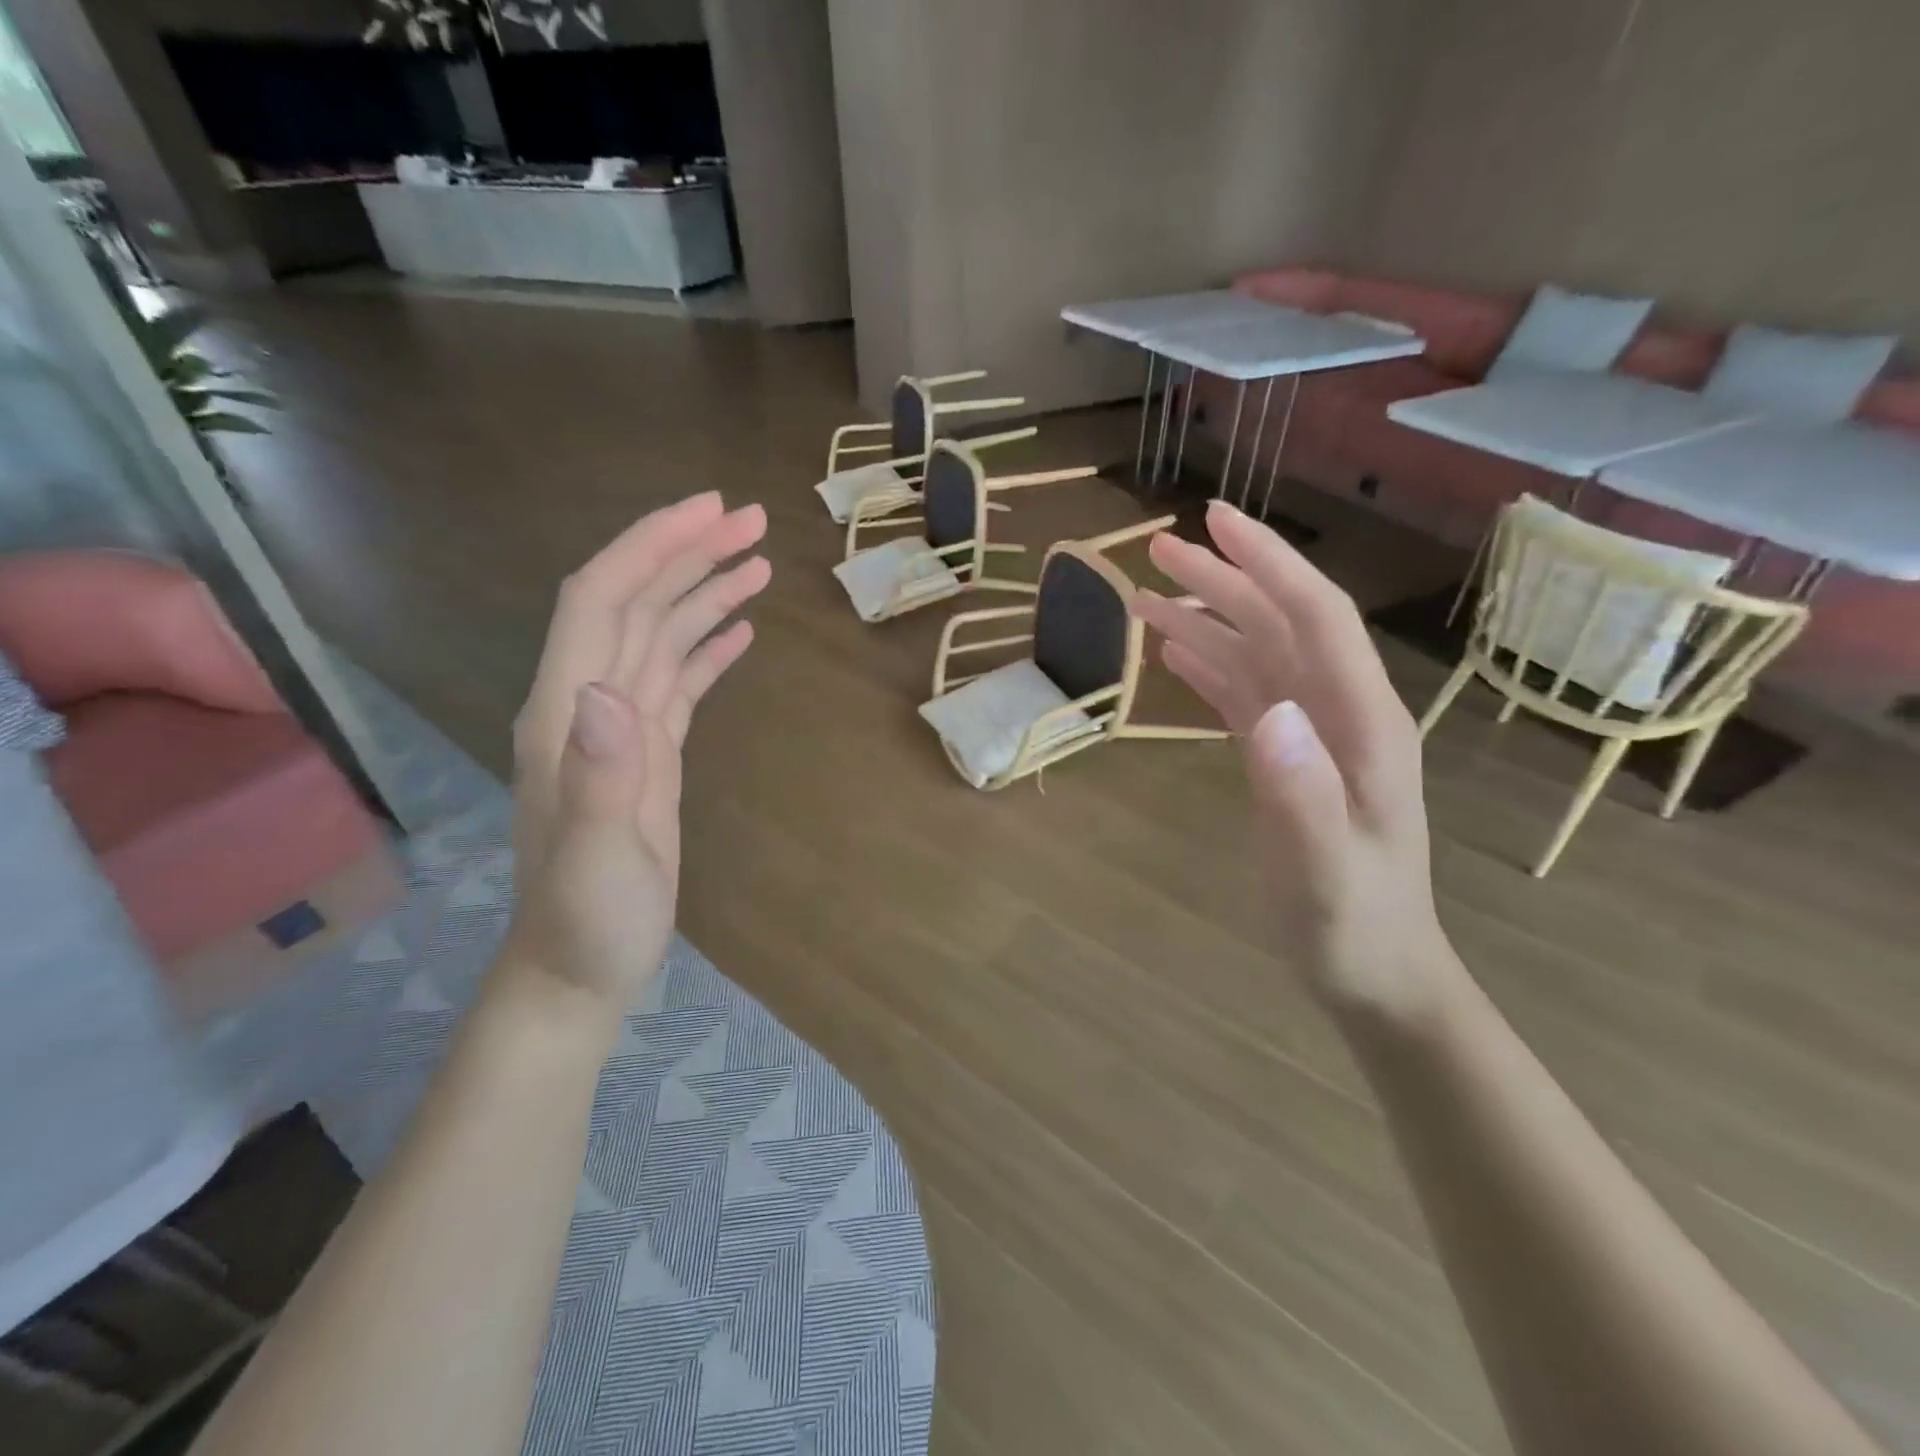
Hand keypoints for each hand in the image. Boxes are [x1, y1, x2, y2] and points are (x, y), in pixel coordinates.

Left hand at [506, 492, 769, 1013]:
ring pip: (660, 637)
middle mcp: (588, 705)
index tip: (711, 511)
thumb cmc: (588, 922)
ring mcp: (619, 729)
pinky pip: (677, 681)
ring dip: (704, 594)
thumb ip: (598, 778)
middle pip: (635, 603)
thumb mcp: (596, 861)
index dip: (651, 547)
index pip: (601, 600)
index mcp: (568, 714)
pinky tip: (738, 631)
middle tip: (755, 521)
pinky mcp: (648, 753)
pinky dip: (706, 648)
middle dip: (689, 554)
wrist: (580, 969)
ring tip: (758, 563)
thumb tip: (610, 694)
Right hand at [1132, 500, 1451, 1019]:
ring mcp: (1313, 735)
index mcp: (1361, 722)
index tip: (1213, 521)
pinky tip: (1173, 656)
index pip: (1316, 617)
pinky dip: (1208, 668)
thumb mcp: (1327, 871)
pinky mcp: (1289, 758)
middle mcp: (1339, 712)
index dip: (1267, 563)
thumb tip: (1269, 711)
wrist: (1376, 972)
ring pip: (1257, 655)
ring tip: (1146, 598)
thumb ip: (1302, 794)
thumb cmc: (1354, 926)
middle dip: (1223, 580)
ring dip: (1206, 621)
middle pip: (1280, 623)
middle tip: (1156, 549)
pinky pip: (1246, 695)